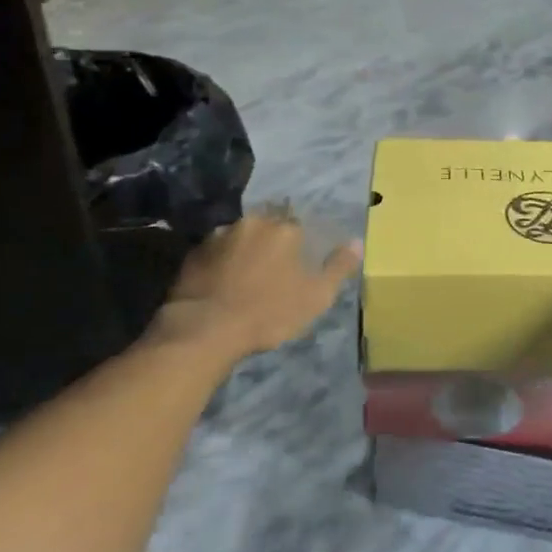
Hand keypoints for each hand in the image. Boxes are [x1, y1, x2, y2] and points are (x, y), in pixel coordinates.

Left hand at [147, 211, 360, 357]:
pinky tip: (221, 282)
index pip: (298, 224)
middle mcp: (252, 222)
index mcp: (285, 229)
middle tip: (272, 268)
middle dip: (271, 241)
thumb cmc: (268, 313)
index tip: (297, 262)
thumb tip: (357, 241)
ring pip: (239, 236)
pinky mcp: (193, 253)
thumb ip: (338, 267)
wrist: (205, 329)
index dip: (299, 243)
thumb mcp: (316, 296)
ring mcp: (219, 235)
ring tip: (244, 276)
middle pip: (267, 225)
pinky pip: (215, 251)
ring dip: (244, 249)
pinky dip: (221, 262)